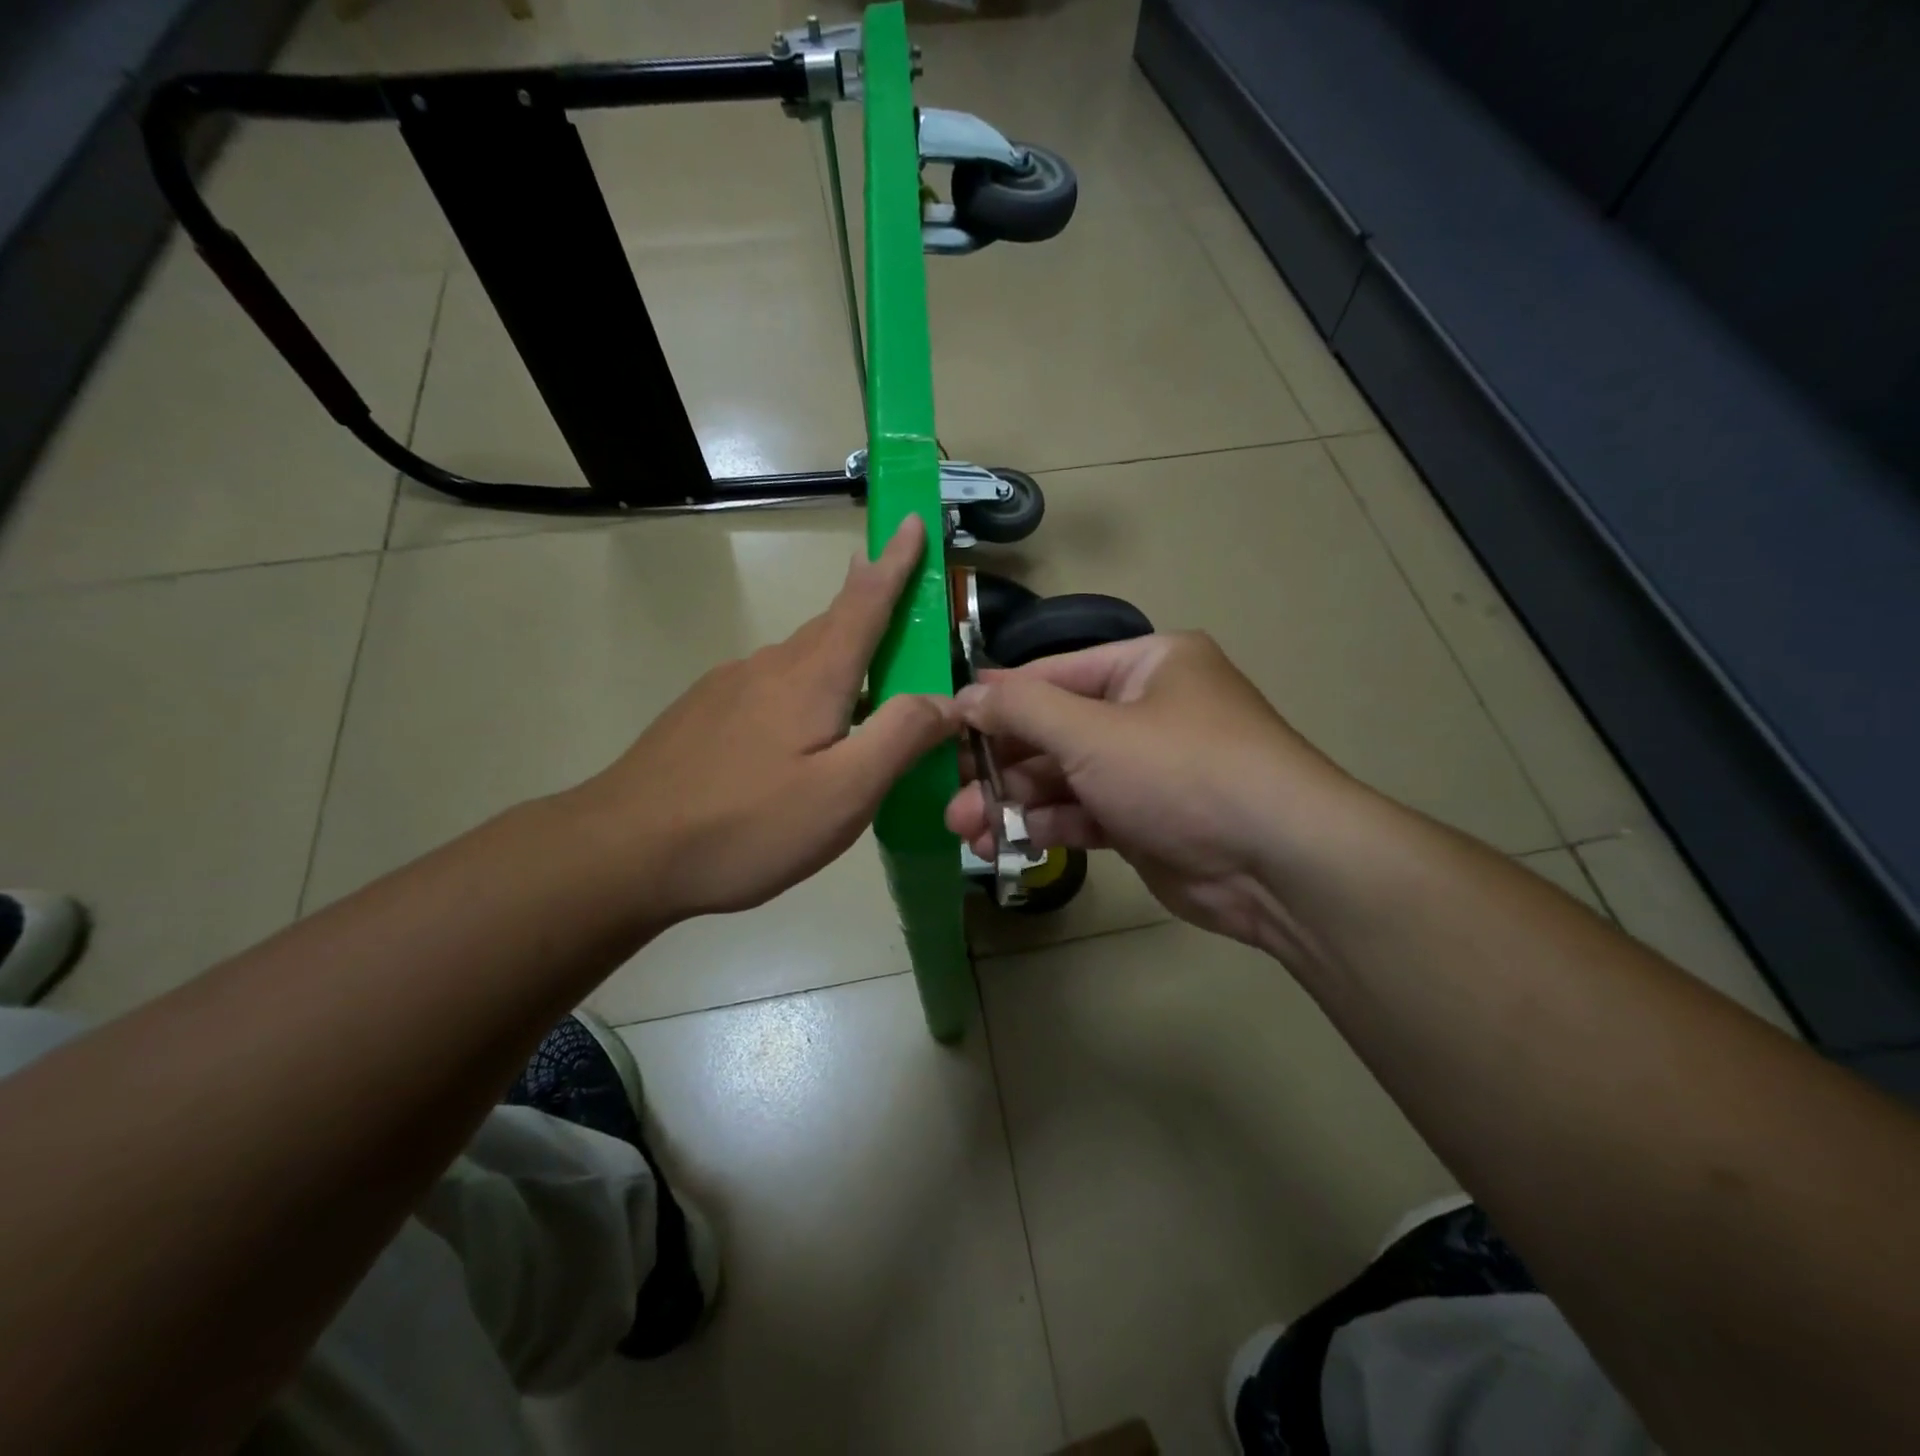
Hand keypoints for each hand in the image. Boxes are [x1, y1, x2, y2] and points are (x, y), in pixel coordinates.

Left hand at [565, 516, 955, 922]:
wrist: (623, 851)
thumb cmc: (747, 824)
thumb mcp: (844, 792)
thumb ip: (902, 737)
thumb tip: (949, 699)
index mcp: (812, 676)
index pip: (865, 602)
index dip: (895, 562)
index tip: (912, 520)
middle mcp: (769, 667)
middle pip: (831, 625)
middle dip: (867, 601)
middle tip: (895, 591)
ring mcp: (727, 689)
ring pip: (798, 660)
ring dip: (836, 655)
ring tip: (859, 681)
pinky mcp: (702, 715)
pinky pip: (768, 688)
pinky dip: (801, 690)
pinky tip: (796, 732)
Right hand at [946, 632, 1357, 948]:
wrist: (1278, 863)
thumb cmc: (1182, 771)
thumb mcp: (1093, 731)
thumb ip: (1022, 710)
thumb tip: (965, 695)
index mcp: (1147, 665)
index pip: (1052, 674)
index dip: (997, 701)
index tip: (945, 728)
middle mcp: (1149, 709)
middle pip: (1055, 731)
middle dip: (1001, 765)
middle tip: (952, 799)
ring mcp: (1150, 768)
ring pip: (1066, 778)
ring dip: (1016, 802)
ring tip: (967, 830)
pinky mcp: (1149, 819)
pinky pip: (1087, 813)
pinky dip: (1050, 825)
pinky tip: (1009, 842)